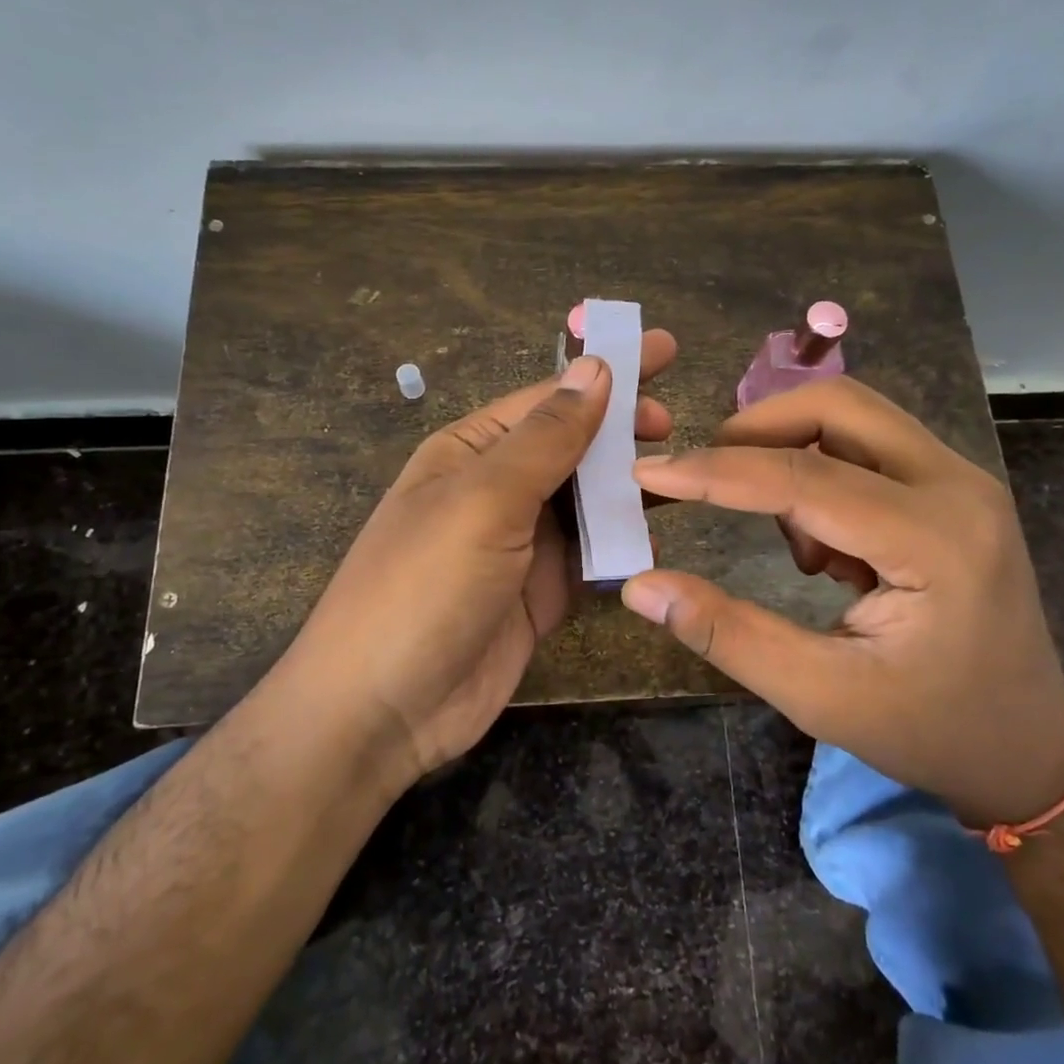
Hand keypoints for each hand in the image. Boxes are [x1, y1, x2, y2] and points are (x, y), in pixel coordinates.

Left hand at [271, 332, 678, 786]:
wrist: (381, 712)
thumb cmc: (424, 587)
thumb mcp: (484, 500)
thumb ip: (546, 437)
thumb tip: (594, 367)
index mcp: (472, 452)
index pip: (549, 398)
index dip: (606, 373)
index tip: (665, 351)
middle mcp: (497, 490)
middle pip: (573, 447)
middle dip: (622, 430)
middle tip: (676, 425)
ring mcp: (521, 545)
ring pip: (588, 502)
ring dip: (628, 489)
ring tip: (683, 477)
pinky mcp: (541, 594)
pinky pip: (592, 557)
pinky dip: (623, 547)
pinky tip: (659, 539)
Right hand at [621, 376, 1063, 826]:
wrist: (1029, 748)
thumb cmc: (930, 730)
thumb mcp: (820, 696)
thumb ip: (727, 634)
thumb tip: (640, 587)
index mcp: (935, 541)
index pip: (804, 479)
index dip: (714, 472)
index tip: (647, 472)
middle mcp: (957, 486)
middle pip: (838, 406)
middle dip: (757, 430)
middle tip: (703, 476)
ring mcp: (962, 479)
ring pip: (853, 417)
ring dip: (792, 453)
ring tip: (792, 546)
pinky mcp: (954, 488)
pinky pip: (869, 445)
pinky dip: (822, 473)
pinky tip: (828, 551)